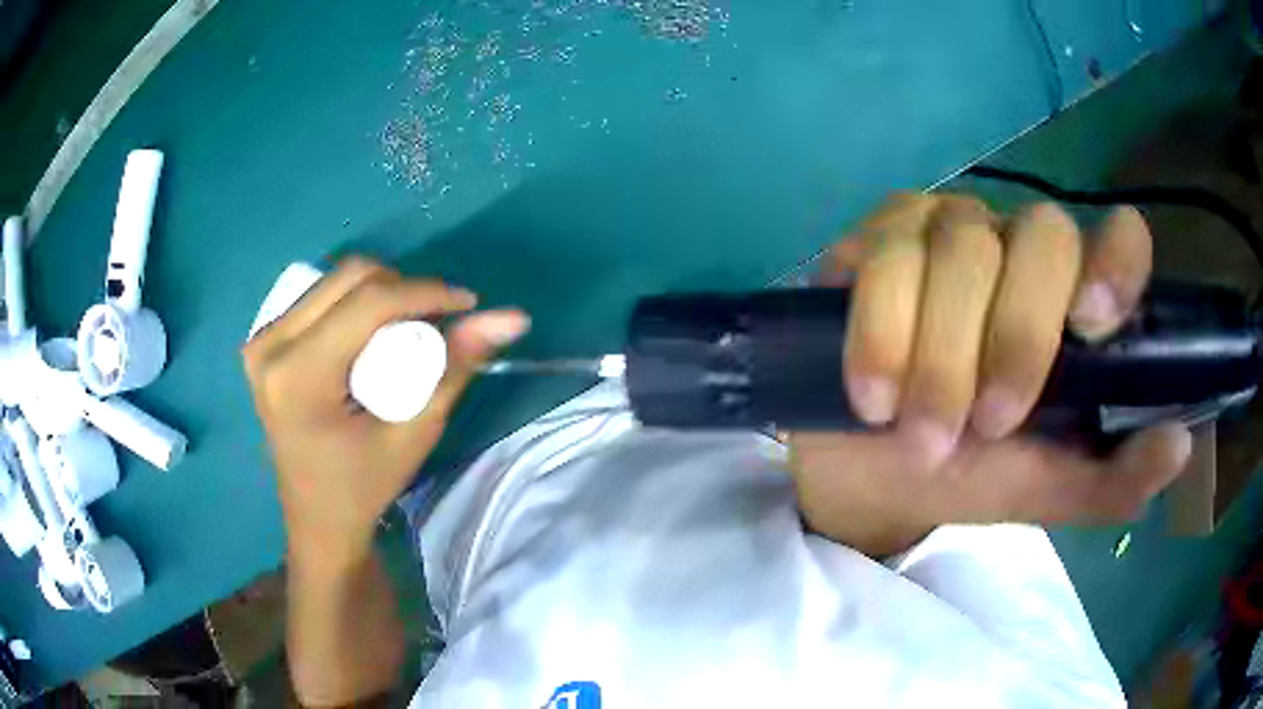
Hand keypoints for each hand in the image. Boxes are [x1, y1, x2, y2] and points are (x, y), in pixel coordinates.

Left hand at [242, 258, 529, 569]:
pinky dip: (358, 305)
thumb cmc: (364, 487)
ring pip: (336, 281)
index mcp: (297, 376)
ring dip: (382, 295)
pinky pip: (321, 296)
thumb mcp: (413, 433)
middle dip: (404, 290)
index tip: (468, 302)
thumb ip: (455, 367)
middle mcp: (269, 345)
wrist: (317, 519)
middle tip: (435, 324)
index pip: (368, 302)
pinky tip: (373, 338)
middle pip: (350, 277)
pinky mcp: (264, 340)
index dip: (425, 291)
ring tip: (407, 334)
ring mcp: (261, 340)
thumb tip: (511, 318)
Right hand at [791, 194, 1191, 555]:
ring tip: (917, 435)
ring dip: (941, 359)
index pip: (1117, 240)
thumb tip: (1179, 444)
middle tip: (984, 427)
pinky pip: (887, 260)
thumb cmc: (966, 476)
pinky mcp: (880, 237)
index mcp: (1072, 300)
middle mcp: (1020, 246)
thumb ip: (1111, 479)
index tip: (1094, 325)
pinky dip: (881, 336)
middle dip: (1016, 337)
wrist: (867, 470)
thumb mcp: (1043, 490)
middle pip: (1041, 237)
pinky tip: (873, 394)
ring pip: (962, 250)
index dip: (1116, 263)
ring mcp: (948, 228)